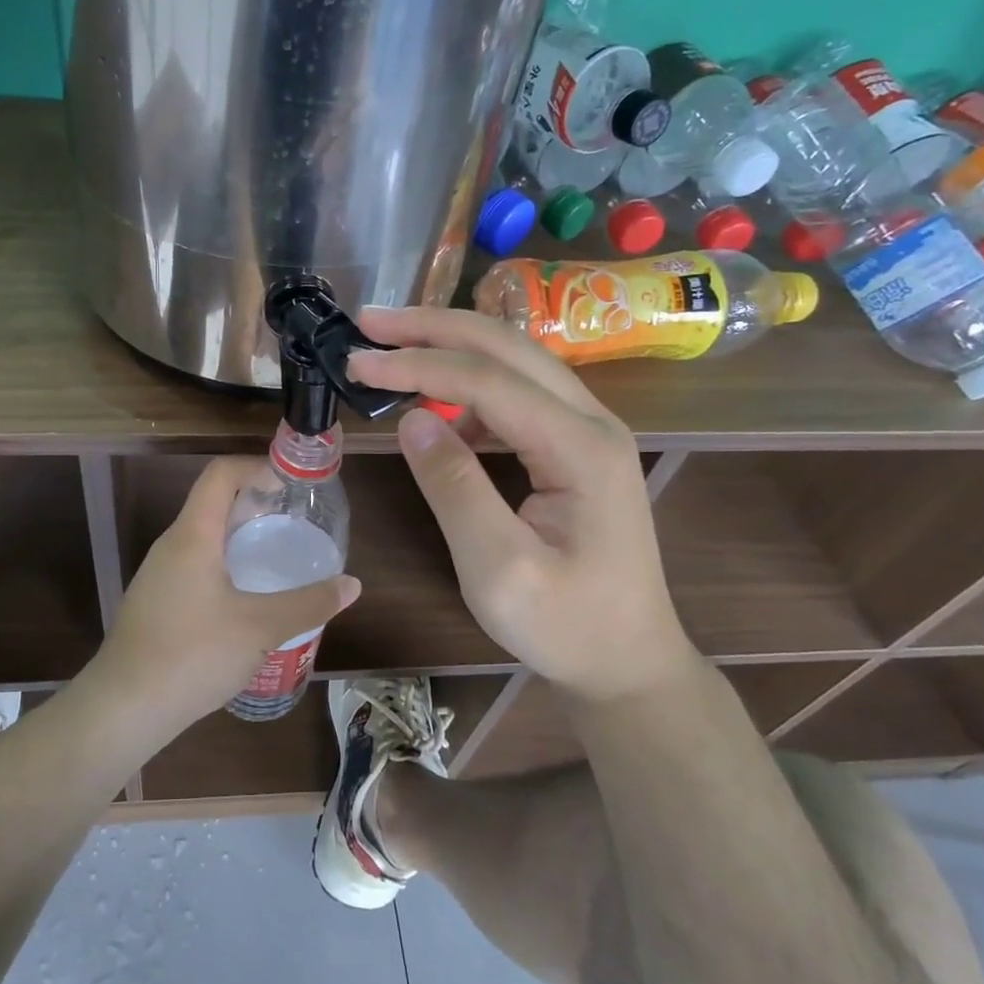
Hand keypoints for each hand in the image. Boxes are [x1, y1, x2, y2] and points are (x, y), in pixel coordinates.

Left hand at [87, 457, 361, 733]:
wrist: (124, 708)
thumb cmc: (194, 654)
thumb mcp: (261, 628)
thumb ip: (309, 603)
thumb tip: (352, 585)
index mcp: (193, 535)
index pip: (220, 473)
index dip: (256, 466)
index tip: (290, 484)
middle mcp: (171, 545)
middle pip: (212, 503)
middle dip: (254, 504)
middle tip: (293, 522)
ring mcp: (157, 575)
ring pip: (202, 538)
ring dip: (239, 538)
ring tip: (275, 558)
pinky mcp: (154, 602)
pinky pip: (193, 566)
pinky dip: (223, 566)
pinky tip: (245, 600)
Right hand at [349, 307, 697, 701]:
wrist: (628, 662)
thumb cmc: (564, 625)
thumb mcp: (497, 568)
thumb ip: (454, 487)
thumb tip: (412, 417)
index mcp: (580, 447)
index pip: (487, 379)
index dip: (416, 362)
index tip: (356, 360)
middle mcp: (592, 421)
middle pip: (507, 346)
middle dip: (433, 327)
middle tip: (368, 322)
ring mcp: (587, 431)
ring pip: (514, 362)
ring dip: (450, 348)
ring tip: (390, 352)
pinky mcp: (574, 447)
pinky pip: (518, 396)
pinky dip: (468, 388)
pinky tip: (435, 410)